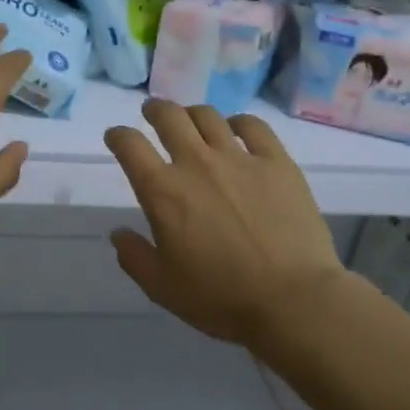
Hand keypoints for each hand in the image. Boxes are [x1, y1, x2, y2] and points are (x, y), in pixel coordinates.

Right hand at [104, 100, 347, 346]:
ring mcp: (239, 158)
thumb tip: (118, 233)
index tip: (116, 137)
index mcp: (163, 191)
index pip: (130, 146)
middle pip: (169, 117)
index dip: (118, 136)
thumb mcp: (162, 288)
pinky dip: (239, 122)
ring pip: (208, 116)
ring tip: (192, 120)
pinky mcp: (276, 162)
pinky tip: (236, 129)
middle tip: (152, 113)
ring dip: (192, 114)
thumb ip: (134, 257)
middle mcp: (196, 162)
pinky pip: (253, 126)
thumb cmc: (221, 298)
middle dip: (155, 110)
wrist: (293, 300)